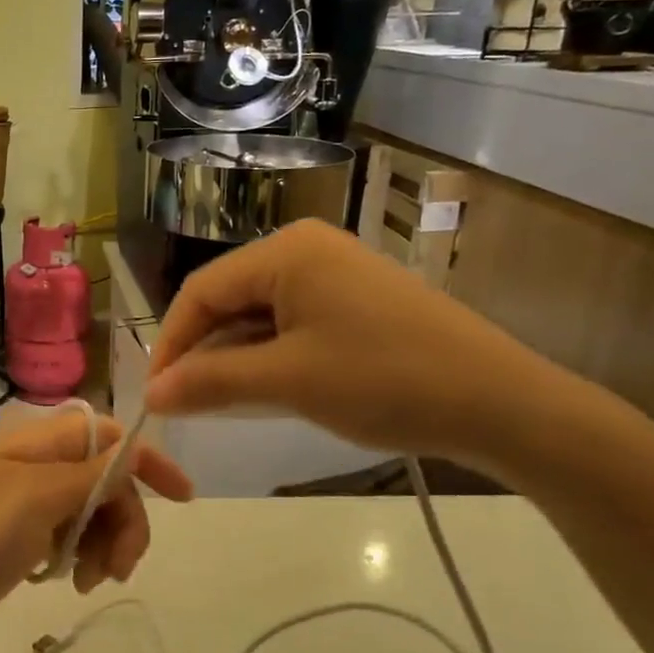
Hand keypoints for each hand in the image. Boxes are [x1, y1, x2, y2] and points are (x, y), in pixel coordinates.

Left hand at [0, 412, 192, 647]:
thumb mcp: (36, 500)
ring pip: (91, 513)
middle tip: (119, 568)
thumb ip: (89, 475)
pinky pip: (68, 538)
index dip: (148, 461)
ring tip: (87, 582)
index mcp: (39, 445)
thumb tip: (132, 453)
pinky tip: (66, 582)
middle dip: (124, 521)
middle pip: (106, 480)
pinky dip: (79, 558)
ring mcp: (27, 504)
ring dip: (104, 545)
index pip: (109, 437)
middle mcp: (37, 467)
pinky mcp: (19, 538)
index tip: (184, 499)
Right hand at [146, 221, 563, 468]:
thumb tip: (150, 394)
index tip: (155, 394)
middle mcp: (306, 248)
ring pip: (258, 312)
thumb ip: (210, 382)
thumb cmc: (384, 381)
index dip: (171, 343)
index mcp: (285, 251)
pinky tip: (266, 387)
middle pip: (228, 298)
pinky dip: (269, 354)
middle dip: (203, 350)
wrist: (503, 404)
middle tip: (185, 402)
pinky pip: (291, 320)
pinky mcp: (355, 298)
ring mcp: (335, 271)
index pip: (201, 290)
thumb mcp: (287, 382)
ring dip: (235, 356)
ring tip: (220, 401)